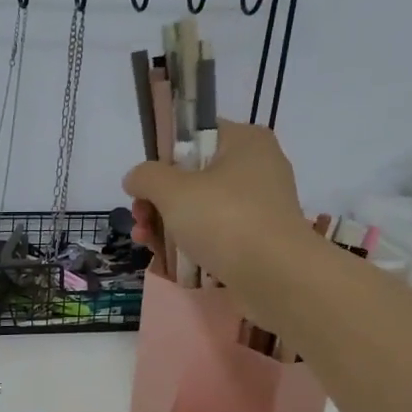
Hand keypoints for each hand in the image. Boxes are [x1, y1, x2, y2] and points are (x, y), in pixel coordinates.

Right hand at [124, 121, 309, 285]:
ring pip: (202, 208)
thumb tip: (135, 178)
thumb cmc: (224, 219)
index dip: (162, 158)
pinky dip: (192, 244)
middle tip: (140, 220)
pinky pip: (217, 233)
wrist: (276, 276)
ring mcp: (260, 205)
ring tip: (147, 244)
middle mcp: (257, 167)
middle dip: (158, 201)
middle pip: (193, 176)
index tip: (145, 186)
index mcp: (244, 141)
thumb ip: (146, 177)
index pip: (194, 136)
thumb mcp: (172, 191)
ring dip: (168, 225)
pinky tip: (168, 260)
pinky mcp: (259, 238)